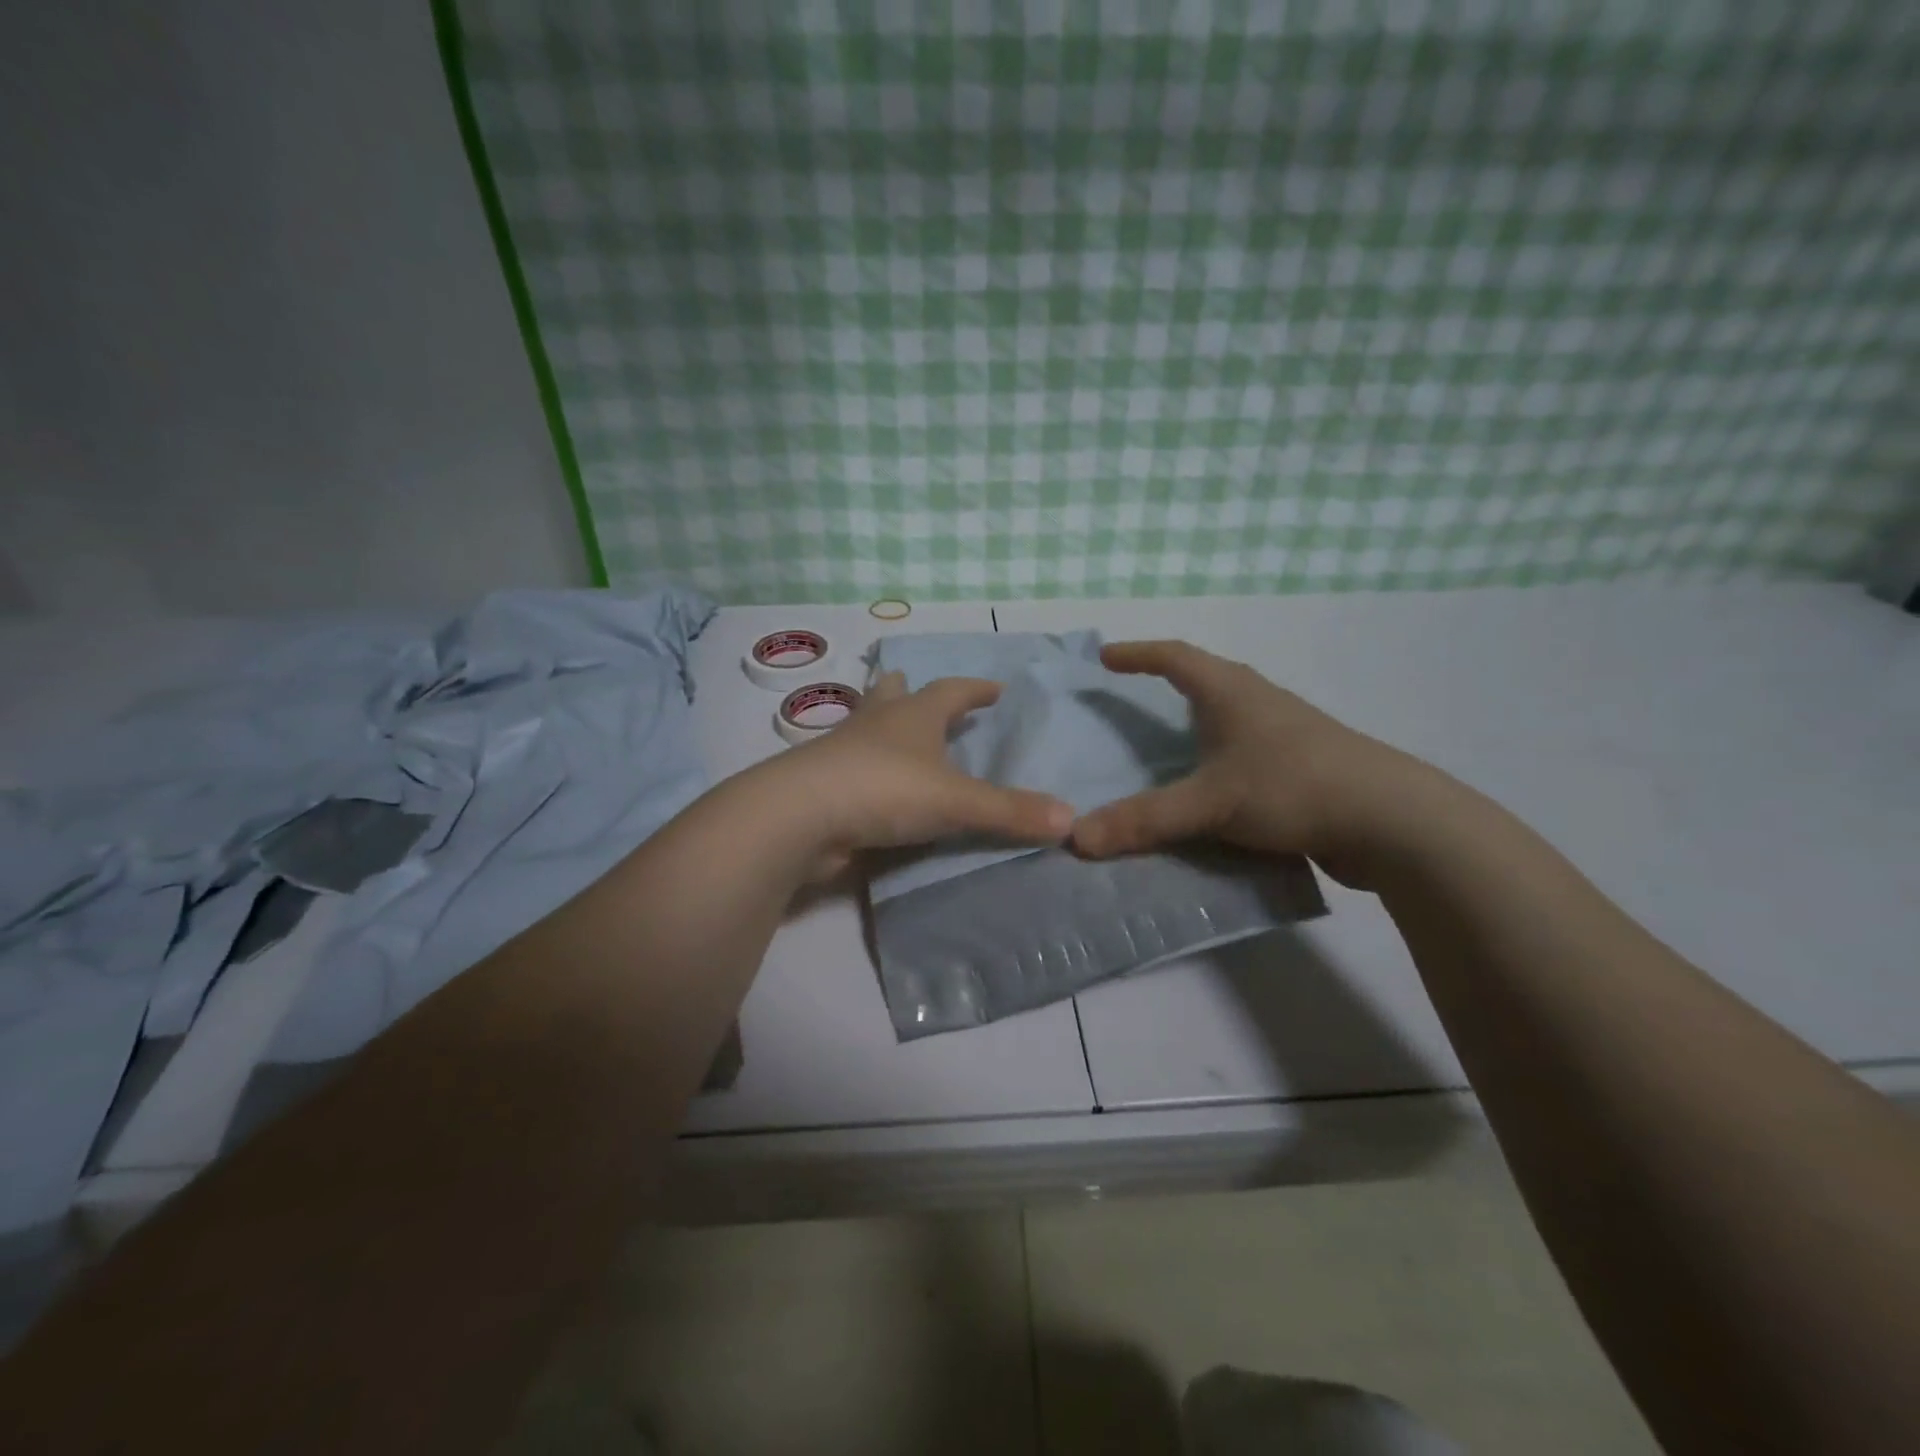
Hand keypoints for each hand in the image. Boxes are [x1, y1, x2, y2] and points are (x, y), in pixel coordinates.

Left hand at [757, 671, 1073, 879]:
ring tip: (896, 735)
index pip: (952, 690)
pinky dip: (867, 769)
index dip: (977, 689)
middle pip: (894, 695)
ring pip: (866, 727)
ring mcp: (843, 751)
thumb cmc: (885, 789)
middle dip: (911, 692)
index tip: (997, 689)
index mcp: (913, 715)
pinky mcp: (824, 784)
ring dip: (882, 726)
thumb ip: (1011, 812)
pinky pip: (852, 768)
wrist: (800, 817)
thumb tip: (1071, 821)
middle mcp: (877, 724)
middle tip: (922, 691)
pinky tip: (875, 787)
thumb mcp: (957, 801)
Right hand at [1069, 640, 1439, 887]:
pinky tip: (1211, 789)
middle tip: (1131, 699)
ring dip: (1195, 724)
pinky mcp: (1301, 766)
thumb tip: (1074, 839)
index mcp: (1230, 691)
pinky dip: (1217, 760)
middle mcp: (1257, 701)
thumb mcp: (1209, 804)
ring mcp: (1284, 733)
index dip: (1136, 654)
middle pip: (1204, 678)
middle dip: (1166, 683)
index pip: (1173, 656)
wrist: (1391, 820)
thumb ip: (1142, 821)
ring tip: (1165, 746)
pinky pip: (1244, 752)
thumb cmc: (1292, 787)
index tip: (1105, 657)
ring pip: (1228, 717)